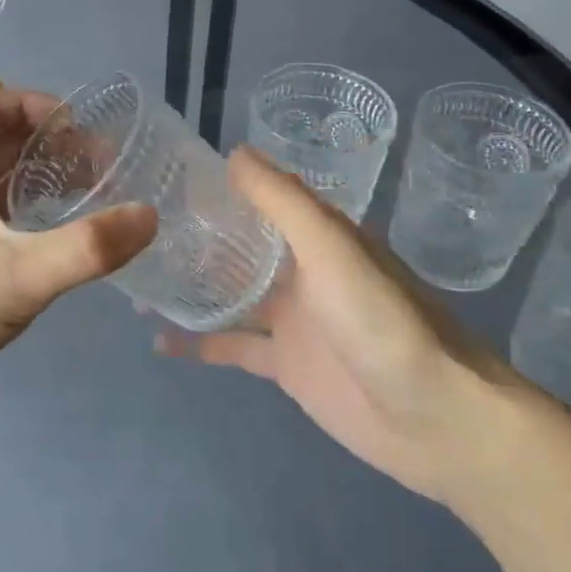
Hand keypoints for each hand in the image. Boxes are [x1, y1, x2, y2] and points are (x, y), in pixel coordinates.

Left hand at [0, 85, 155, 441]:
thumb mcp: (18, 278)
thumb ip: (86, 248)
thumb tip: (148, 215)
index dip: (28, 103)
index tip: (74, 129)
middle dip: (49, 141)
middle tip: (101, 164)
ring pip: (0, 178)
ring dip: (44, 175)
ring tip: (95, 191)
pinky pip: (0, 214)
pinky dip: (34, 210)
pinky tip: (66, 233)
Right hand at [157, 148, 511, 503]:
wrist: (434, 418)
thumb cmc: (381, 320)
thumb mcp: (331, 248)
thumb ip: (283, 202)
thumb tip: (235, 153)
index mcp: (318, 236)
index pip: (262, 198)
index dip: (221, 186)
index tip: (168, 177)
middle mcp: (302, 270)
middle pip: (241, 246)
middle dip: (196, 238)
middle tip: (137, 230)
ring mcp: (292, 320)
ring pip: (231, 294)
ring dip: (192, 287)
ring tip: (137, 279)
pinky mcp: (285, 365)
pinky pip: (233, 346)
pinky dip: (199, 342)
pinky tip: (159, 339)